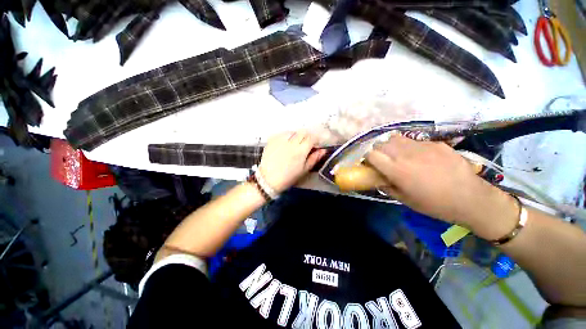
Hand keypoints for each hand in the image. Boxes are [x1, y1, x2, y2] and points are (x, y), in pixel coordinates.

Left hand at [259, 131, 326, 193]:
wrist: (268, 179)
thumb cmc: (288, 177)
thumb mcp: (304, 170)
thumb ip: (314, 159)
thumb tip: (323, 150)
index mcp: (300, 151)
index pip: (312, 137)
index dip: (315, 139)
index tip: (315, 143)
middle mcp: (291, 142)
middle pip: (303, 132)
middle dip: (306, 136)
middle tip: (305, 143)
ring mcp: (280, 140)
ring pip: (292, 131)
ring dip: (296, 135)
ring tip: (294, 144)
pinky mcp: (272, 140)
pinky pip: (282, 133)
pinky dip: (286, 136)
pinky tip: (285, 144)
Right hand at [366, 135, 518, 239]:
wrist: (471, 198)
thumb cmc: (434, 204)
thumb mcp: (405, 200)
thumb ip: (387, 187)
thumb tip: (378, 180)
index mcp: (396, 170)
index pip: (371, 154)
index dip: (368, 158)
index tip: (371, 164)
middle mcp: (405, 154)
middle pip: (381, 143)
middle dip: (378, 150)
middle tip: (384, 159)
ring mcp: (422, 146)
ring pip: (396, 138)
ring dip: (391, 145)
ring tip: (398, 154)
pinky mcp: (436, 144)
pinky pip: (415, 141)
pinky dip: (410, 147)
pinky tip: (420, 157)